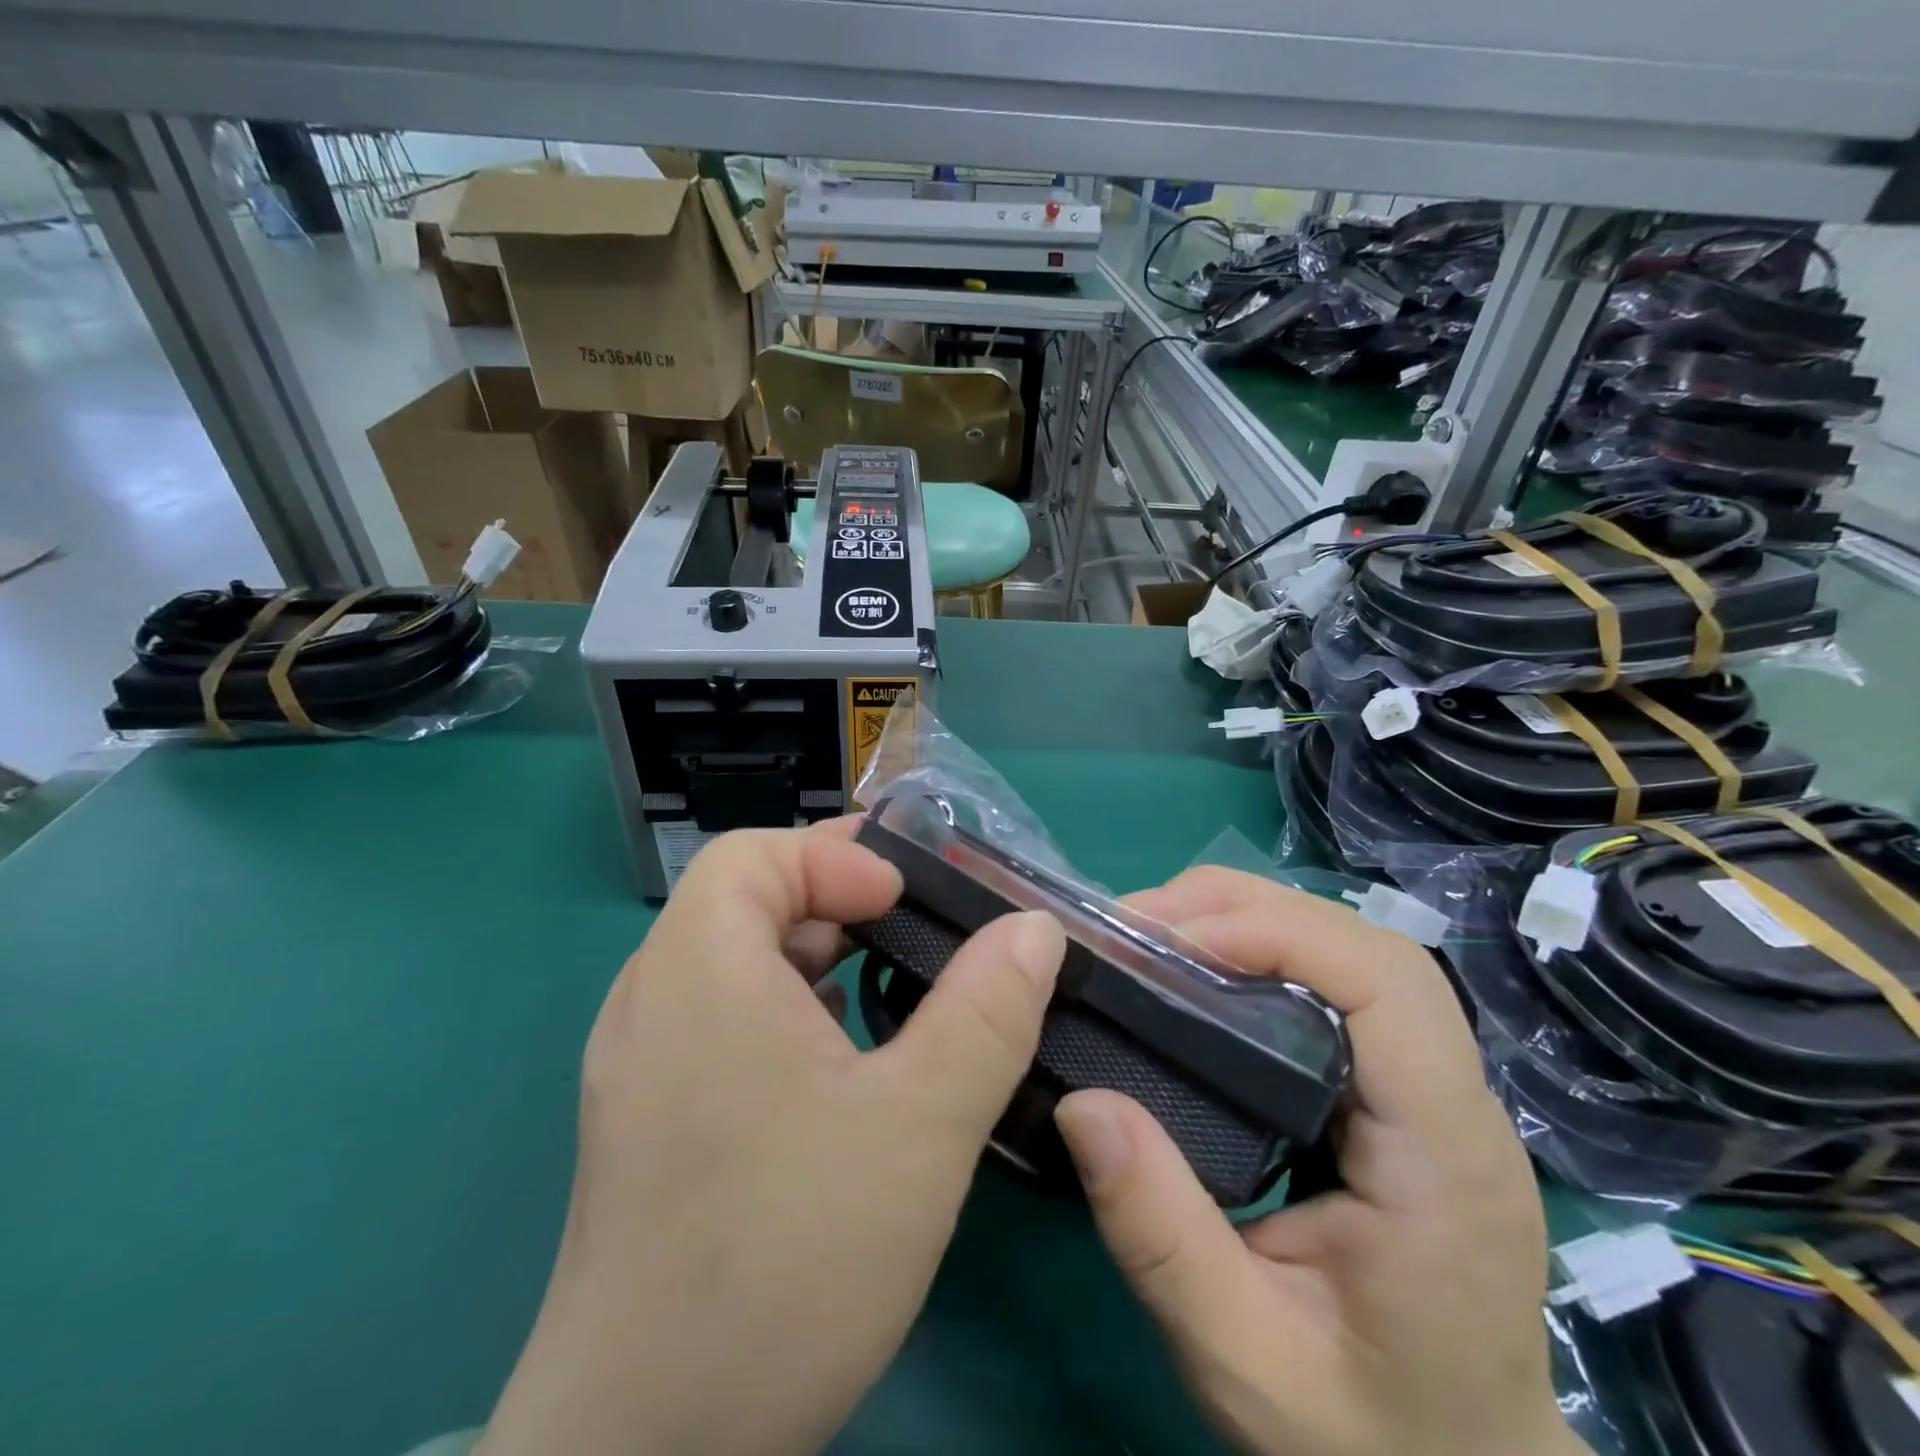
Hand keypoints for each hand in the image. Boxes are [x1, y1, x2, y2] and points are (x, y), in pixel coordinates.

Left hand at [477, 821, 1066, 1455]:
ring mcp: (640, 1063)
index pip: (752, 855)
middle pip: (743, 901)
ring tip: (893, 992)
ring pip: (736, 962)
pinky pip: (723, 1020)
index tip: (905, 903)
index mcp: (697, 972)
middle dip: (838, 902)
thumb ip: (986, 1012)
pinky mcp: (650, 1118)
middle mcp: (652, 1000)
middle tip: (919, 934)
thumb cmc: (786, 1264)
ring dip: (816, 956)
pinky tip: (842, 1065)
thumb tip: (1033, 926)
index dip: (832, 860)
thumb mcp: (918, 1127)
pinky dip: (788, 1009)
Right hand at [1054, 868, 1579, 1455]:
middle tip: (1135, 926)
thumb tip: (1083, 1101)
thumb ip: (1160, 1238)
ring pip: (1352, 952)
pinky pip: (1336, 985)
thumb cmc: (1368, 1438)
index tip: (1165, 941)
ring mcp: (1435, 1091)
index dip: (1275, 932)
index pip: (1384, 983)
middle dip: (1244, 910)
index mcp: (1443, 1157)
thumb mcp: (1245, 1360)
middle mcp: (1455, 1102)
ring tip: (1155, 938)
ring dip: (1249, 921)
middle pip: (1365, 945)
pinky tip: (1201, 976)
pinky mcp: (1400, 1091)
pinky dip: (1262, 953)